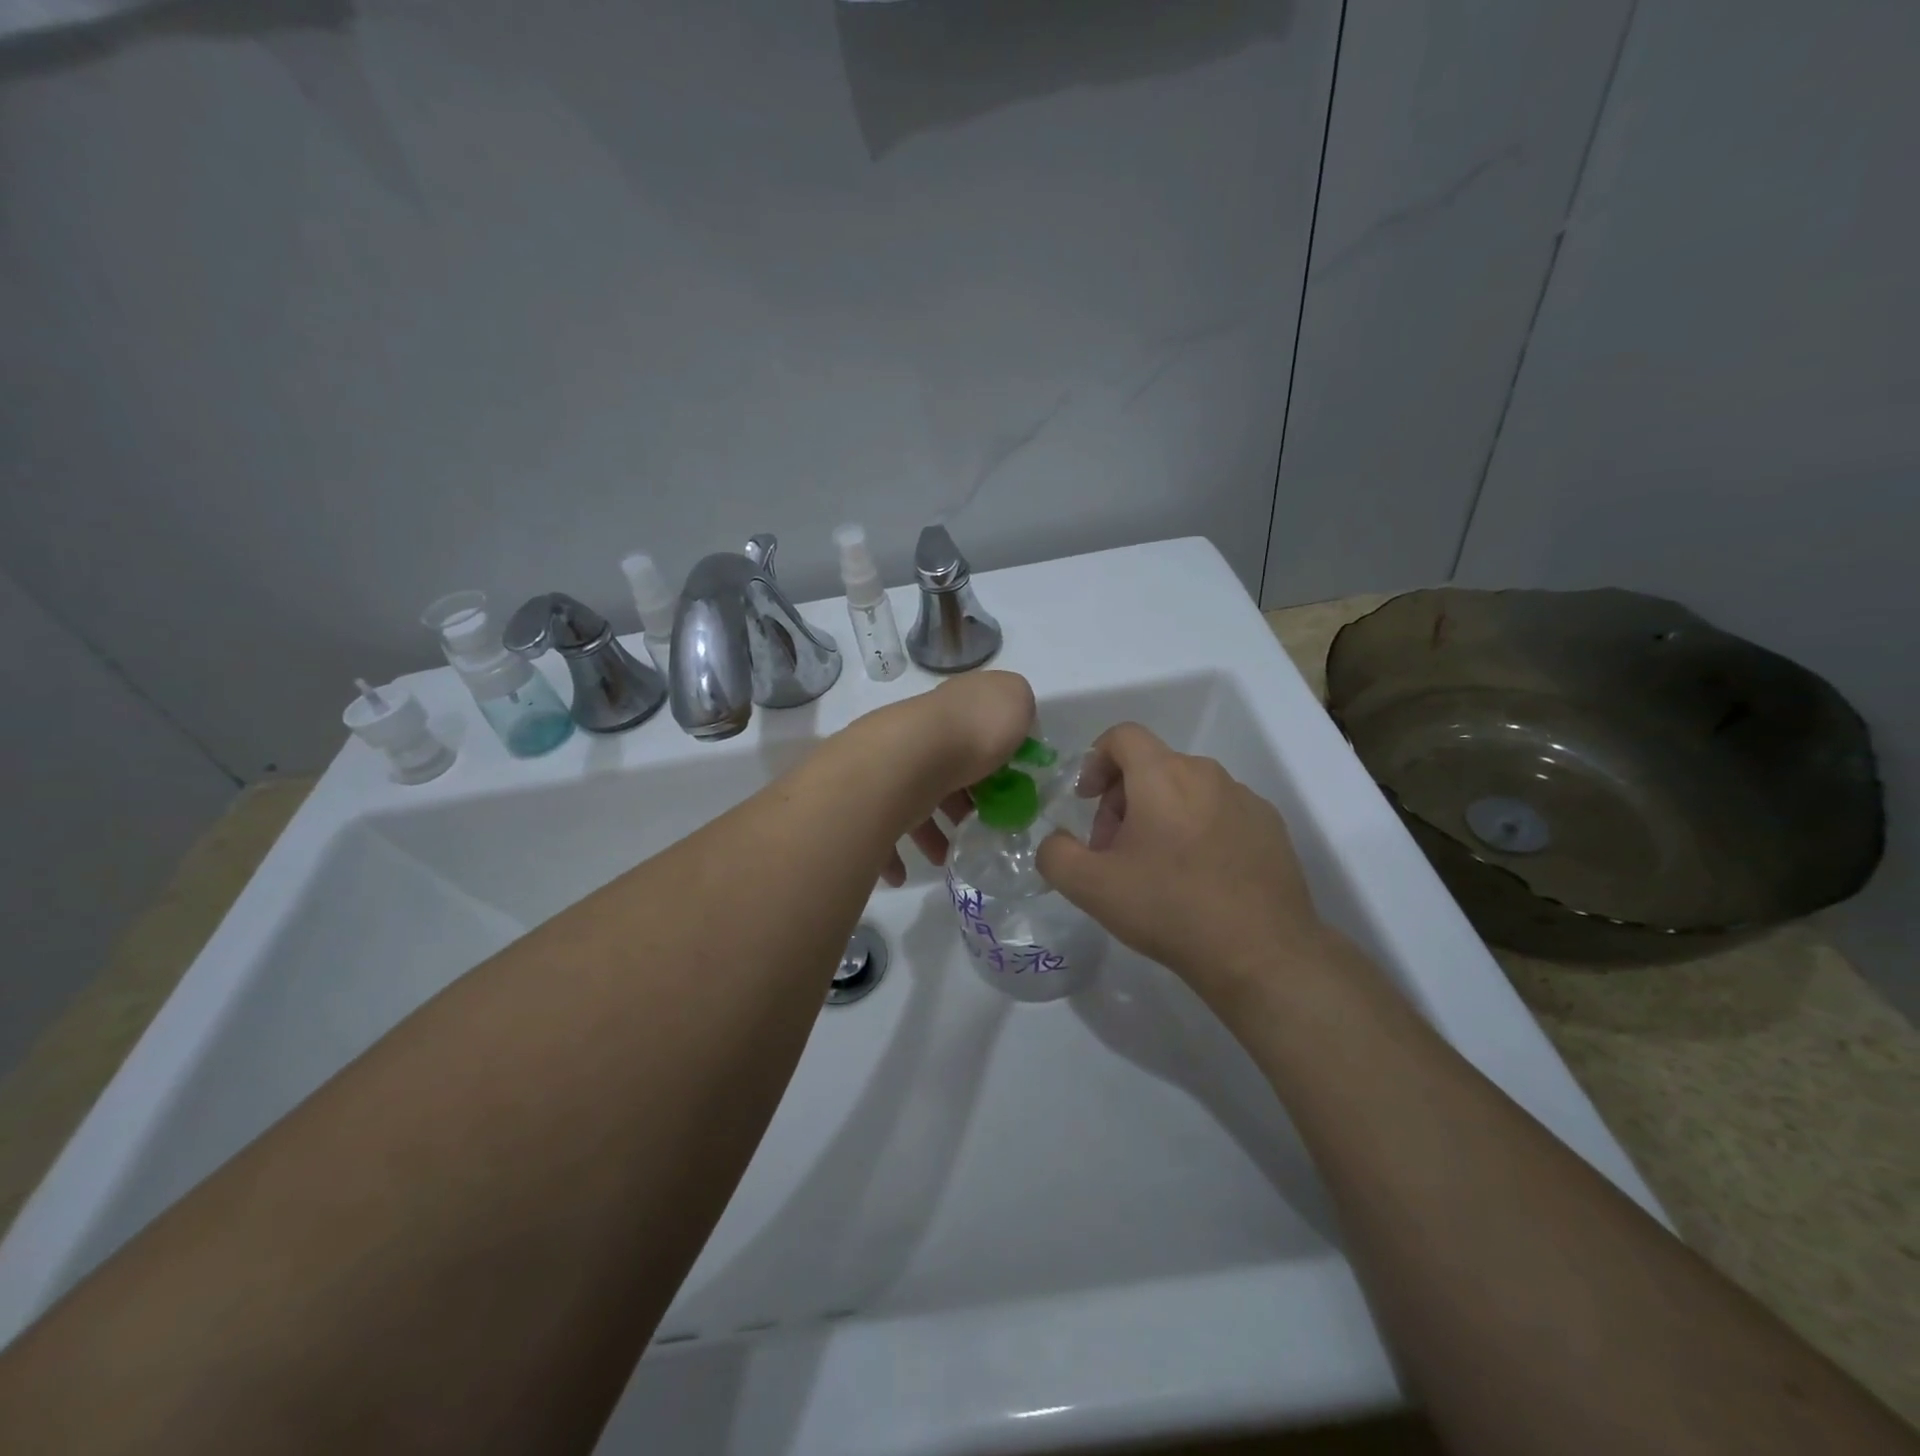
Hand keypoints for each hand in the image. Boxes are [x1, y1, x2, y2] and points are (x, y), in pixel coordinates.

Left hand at [858, 672, 1035, 885]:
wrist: (907, 758)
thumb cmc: (971, 732)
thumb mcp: (1015, 701)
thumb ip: (1017, 707)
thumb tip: (1013, 723)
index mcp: (953, 712)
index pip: (973, 731)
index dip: (993, 761)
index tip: (1008, 790)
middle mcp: (918, 735)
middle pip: (943, 769)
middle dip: (960, 802)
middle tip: (977, 828)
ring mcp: (889, 766)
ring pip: (911, 801)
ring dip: (929, 833)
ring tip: (944, 858)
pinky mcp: (867, 799)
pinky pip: (880, 830)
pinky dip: (892, 855)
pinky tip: (904, 874)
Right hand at [1035, 722, 1331, 1004]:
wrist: (1261, 954)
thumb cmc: (1169, 909)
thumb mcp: (1090, 887)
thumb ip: (1055, 853)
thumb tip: (1056, 842)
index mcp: (1163, 776)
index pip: (1122, 736)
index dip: (1095, 760)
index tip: (1087, 801)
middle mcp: (1207, 774)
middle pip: (1152, 766)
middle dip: (1123, 800)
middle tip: (1115, 850)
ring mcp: (1245, 799)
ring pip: (1187, 791)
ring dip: (1161, 816)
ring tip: (1157, 870)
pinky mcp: (1271, 827)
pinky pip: (1220, 813)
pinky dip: (1199, 831)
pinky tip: (1199, 879)